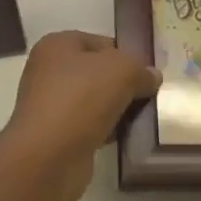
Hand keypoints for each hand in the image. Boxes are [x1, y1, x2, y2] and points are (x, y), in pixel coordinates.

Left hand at [0, 30, 159, 200]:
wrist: (49, 157)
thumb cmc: (82, 99)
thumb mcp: (122, 70)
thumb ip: (141, 69)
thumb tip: (152, 77)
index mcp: (57, 45)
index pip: (101, 43)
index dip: (126, 55)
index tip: (148, 73)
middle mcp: (48, 71)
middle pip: (97, 72)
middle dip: (123, 84)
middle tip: (149, 95)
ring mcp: (50, 105)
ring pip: (94, 100)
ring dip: (116, 109)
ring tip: (143, 117)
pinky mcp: (56, 135)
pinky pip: (89, 125)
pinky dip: (107, 130)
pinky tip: (126, 137)